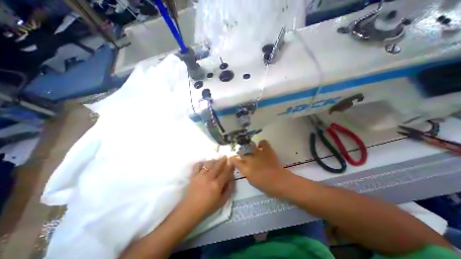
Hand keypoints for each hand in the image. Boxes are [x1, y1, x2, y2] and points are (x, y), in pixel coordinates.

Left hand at [182, 157, 235, 218]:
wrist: (190, 210)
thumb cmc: (208, 207)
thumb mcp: (222, 201)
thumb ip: (229, 189)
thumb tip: (232, 179)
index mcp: (217, 185)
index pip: (225, 172)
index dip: (230, 166)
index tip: (232, 162)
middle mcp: (209, 178)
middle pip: (217, 165)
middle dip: (222, 160)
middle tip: (225, 156)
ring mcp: (200, 175)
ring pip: (208, 164)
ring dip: (213, 160)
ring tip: (216, 159)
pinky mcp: (193, 175)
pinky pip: (197, 165)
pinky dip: (201, 163)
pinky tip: (204, 163)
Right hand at [230, 140, 290, 194]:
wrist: (280, 182)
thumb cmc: (265, 186)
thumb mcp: (252, 181)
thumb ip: (246, 172)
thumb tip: (245, 167)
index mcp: (245, 168)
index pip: (234, 160)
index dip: (232, 158)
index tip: (233, 159)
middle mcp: (249, 159)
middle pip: (241, 151)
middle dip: (240, 152)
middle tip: (243, 154)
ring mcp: (258, 153)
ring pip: (250, 145)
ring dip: (249, 147)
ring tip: (251, 149)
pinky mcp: (267, 150)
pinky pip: (263, 142)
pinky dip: (261, 143)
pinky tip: (261, 146)